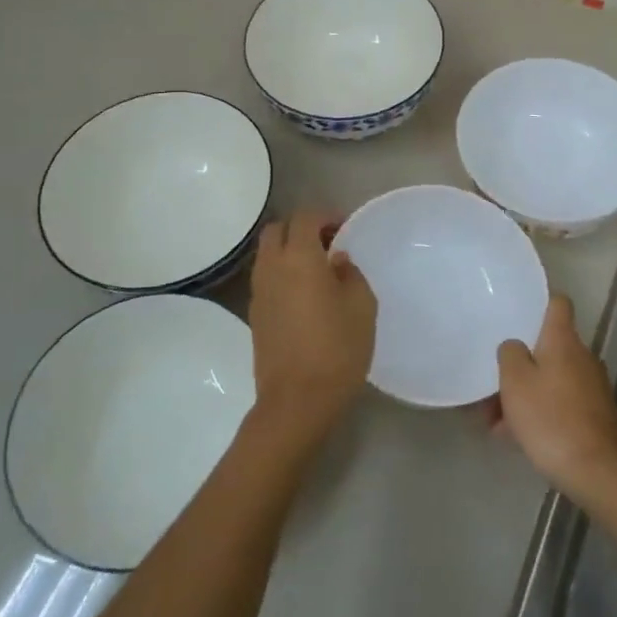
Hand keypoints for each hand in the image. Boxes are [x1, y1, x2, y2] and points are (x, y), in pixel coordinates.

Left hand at [246, 209, 375, 452]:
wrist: (297, 400)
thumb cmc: (337, 348)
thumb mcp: (362, 306)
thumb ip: (351, 274)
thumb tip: (337, 262)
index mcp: (299, 258)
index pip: (305, 218)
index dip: (326, 216)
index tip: (345, 228)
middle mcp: (272, 267)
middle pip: (277, 230)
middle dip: (302, 228)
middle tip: (329, 243)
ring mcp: (258, 292)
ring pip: (267, 254)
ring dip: (289, 250)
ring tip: (318, 269)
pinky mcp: (254, 315)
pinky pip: (266, 278)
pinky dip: (283, 273)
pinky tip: (305, 294)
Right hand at [495, 295, 616, 502]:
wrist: (596, 471)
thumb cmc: (550, 418)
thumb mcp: (515, 382)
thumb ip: (510, 354)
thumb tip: (515, 346)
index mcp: (564, 341)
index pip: (558, 303)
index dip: (539, 303)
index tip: (517, 312)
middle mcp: (583, 357)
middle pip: (549, 347)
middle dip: (520, 363)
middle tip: (493, 382)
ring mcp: (592, 387)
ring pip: (551, 379)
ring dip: (525, 393)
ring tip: (495, 420)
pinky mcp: (595, 415)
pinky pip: (560, 403)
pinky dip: (539, 412)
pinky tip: (516, 437)